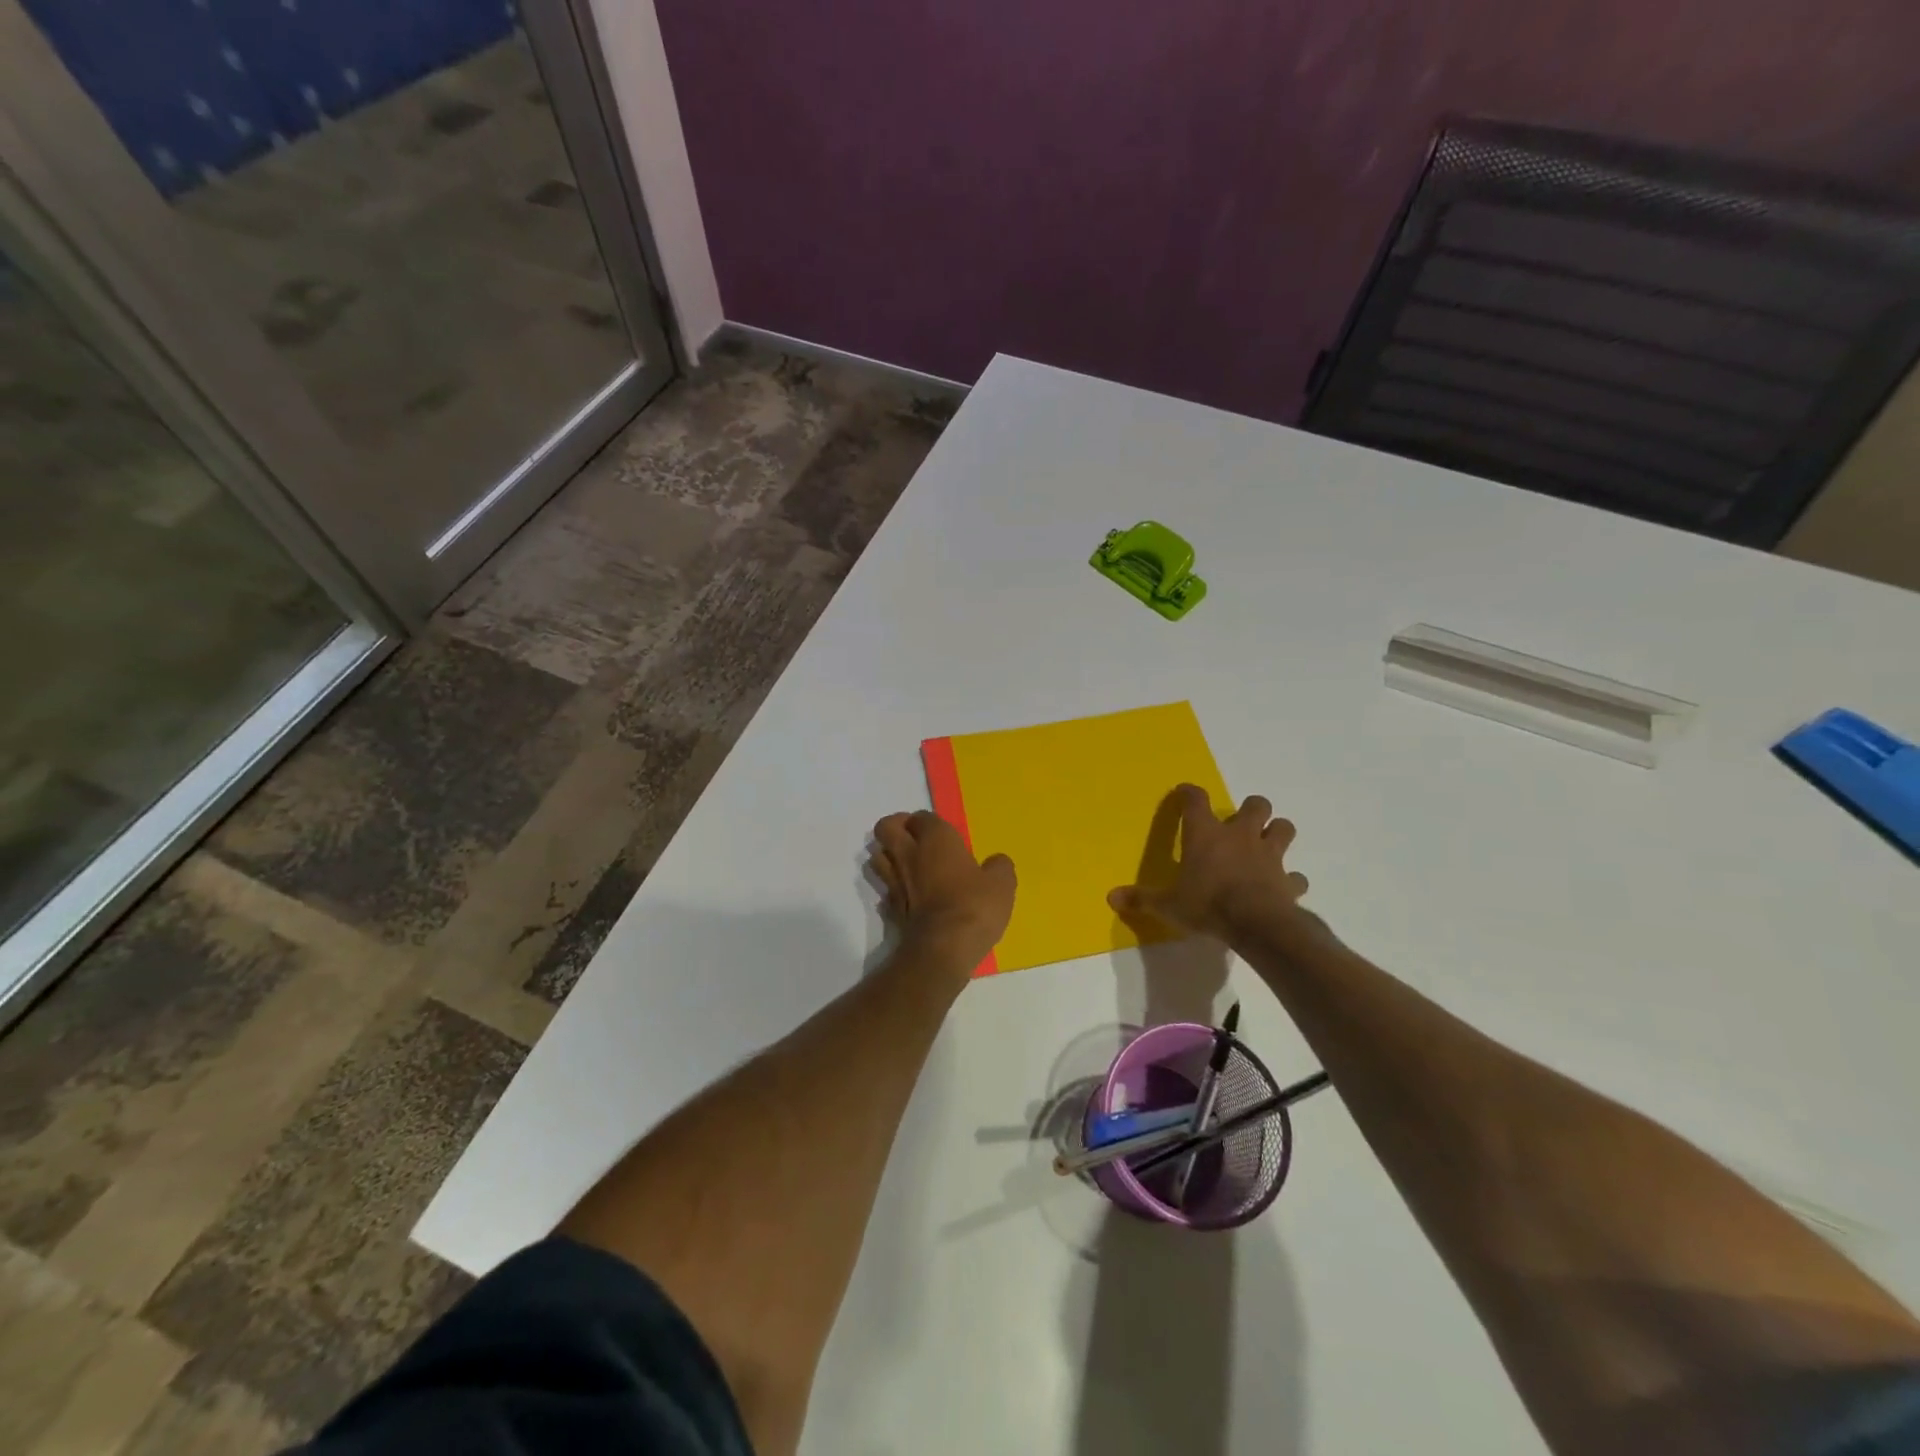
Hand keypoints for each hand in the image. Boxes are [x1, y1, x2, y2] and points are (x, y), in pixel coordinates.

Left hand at [870, 811, 1015, 972]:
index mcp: (936, 838)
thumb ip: (999, 867)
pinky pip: (884, 887)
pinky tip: (908, 894)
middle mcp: (909, 853)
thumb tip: (996, 862)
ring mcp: (895, 880)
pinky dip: (892, 886)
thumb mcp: (1002, 884)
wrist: (943, 948)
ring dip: (887, 855)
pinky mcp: (890, 907)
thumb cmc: (974, 906)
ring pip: (877, 855)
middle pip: (885, 827)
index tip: (942, 834)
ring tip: (907, 864)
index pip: (921, 816)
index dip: (929, 822)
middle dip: (896, 827)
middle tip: (914, 838)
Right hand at [1108, 785, 1309, 941]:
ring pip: (1284, 828)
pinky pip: (1295, 876)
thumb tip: (1111, 898)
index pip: (1196, 800)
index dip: (1189, 793)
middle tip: (1241, 824)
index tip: (1185, 793)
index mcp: (1206, 834)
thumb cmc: (1207, 904)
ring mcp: (1269, 855)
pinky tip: (1283, 887)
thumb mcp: (1167, 905)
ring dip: (1277, 833)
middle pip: (1256, 805)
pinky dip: (1291, 879)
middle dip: (1251, 810)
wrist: (1256, 923)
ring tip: (1266, 845)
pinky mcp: (1288, 880)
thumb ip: (1142, 899)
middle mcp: (1240, 836)